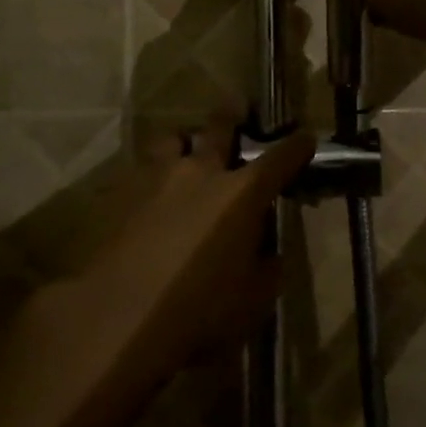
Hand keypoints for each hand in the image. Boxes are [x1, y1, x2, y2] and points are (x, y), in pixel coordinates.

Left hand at [75, 117, 314, 379]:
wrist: (120, 315)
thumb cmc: (200, 310)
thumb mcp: (254, 299)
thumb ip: (266, 268)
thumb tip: (267, 252)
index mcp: (242, 194)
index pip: (279, 159)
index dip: (296, 148)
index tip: (305, 138)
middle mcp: (201, 172)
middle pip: (219, 128)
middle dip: (232, 118)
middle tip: (236, 111)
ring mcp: (157, 178)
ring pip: (172, 139)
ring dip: (184, 141)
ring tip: (185, 148)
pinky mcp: (123, 193)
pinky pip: (142, 170)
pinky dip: (152, 174)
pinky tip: (150, 192)